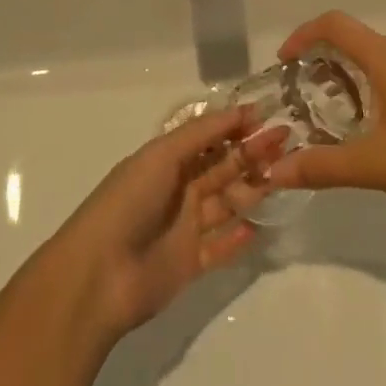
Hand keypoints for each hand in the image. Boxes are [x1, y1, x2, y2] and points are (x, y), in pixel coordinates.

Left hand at [53, 108, 284, 338]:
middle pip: (223, 167)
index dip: (237, 127)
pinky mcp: (190, 264)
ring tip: (284, 176)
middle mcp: (178, 189)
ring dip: (253, 189)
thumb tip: (242, 109)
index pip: (210, 138)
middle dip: (253, 153)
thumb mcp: (162, 155)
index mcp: (167, 160)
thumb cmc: (129, 202)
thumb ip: (203, 133)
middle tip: (287, 141)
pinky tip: (260, 226)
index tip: (269, 117)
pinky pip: (221, 247)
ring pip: (227, 203)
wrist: (98, 276)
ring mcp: (185, 227)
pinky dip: (238, 237)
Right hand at [266, 12, 385, 216]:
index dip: (303, 34)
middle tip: (295, 92)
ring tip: (321, 111)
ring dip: (341, 74)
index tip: (282, 62)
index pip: (335, 24)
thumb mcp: (372, 165)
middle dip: (317, 58)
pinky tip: (361, 126)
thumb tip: (274, 172)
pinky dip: (363, 86)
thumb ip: (321, 166)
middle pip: (350, 38)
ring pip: (370, 58)